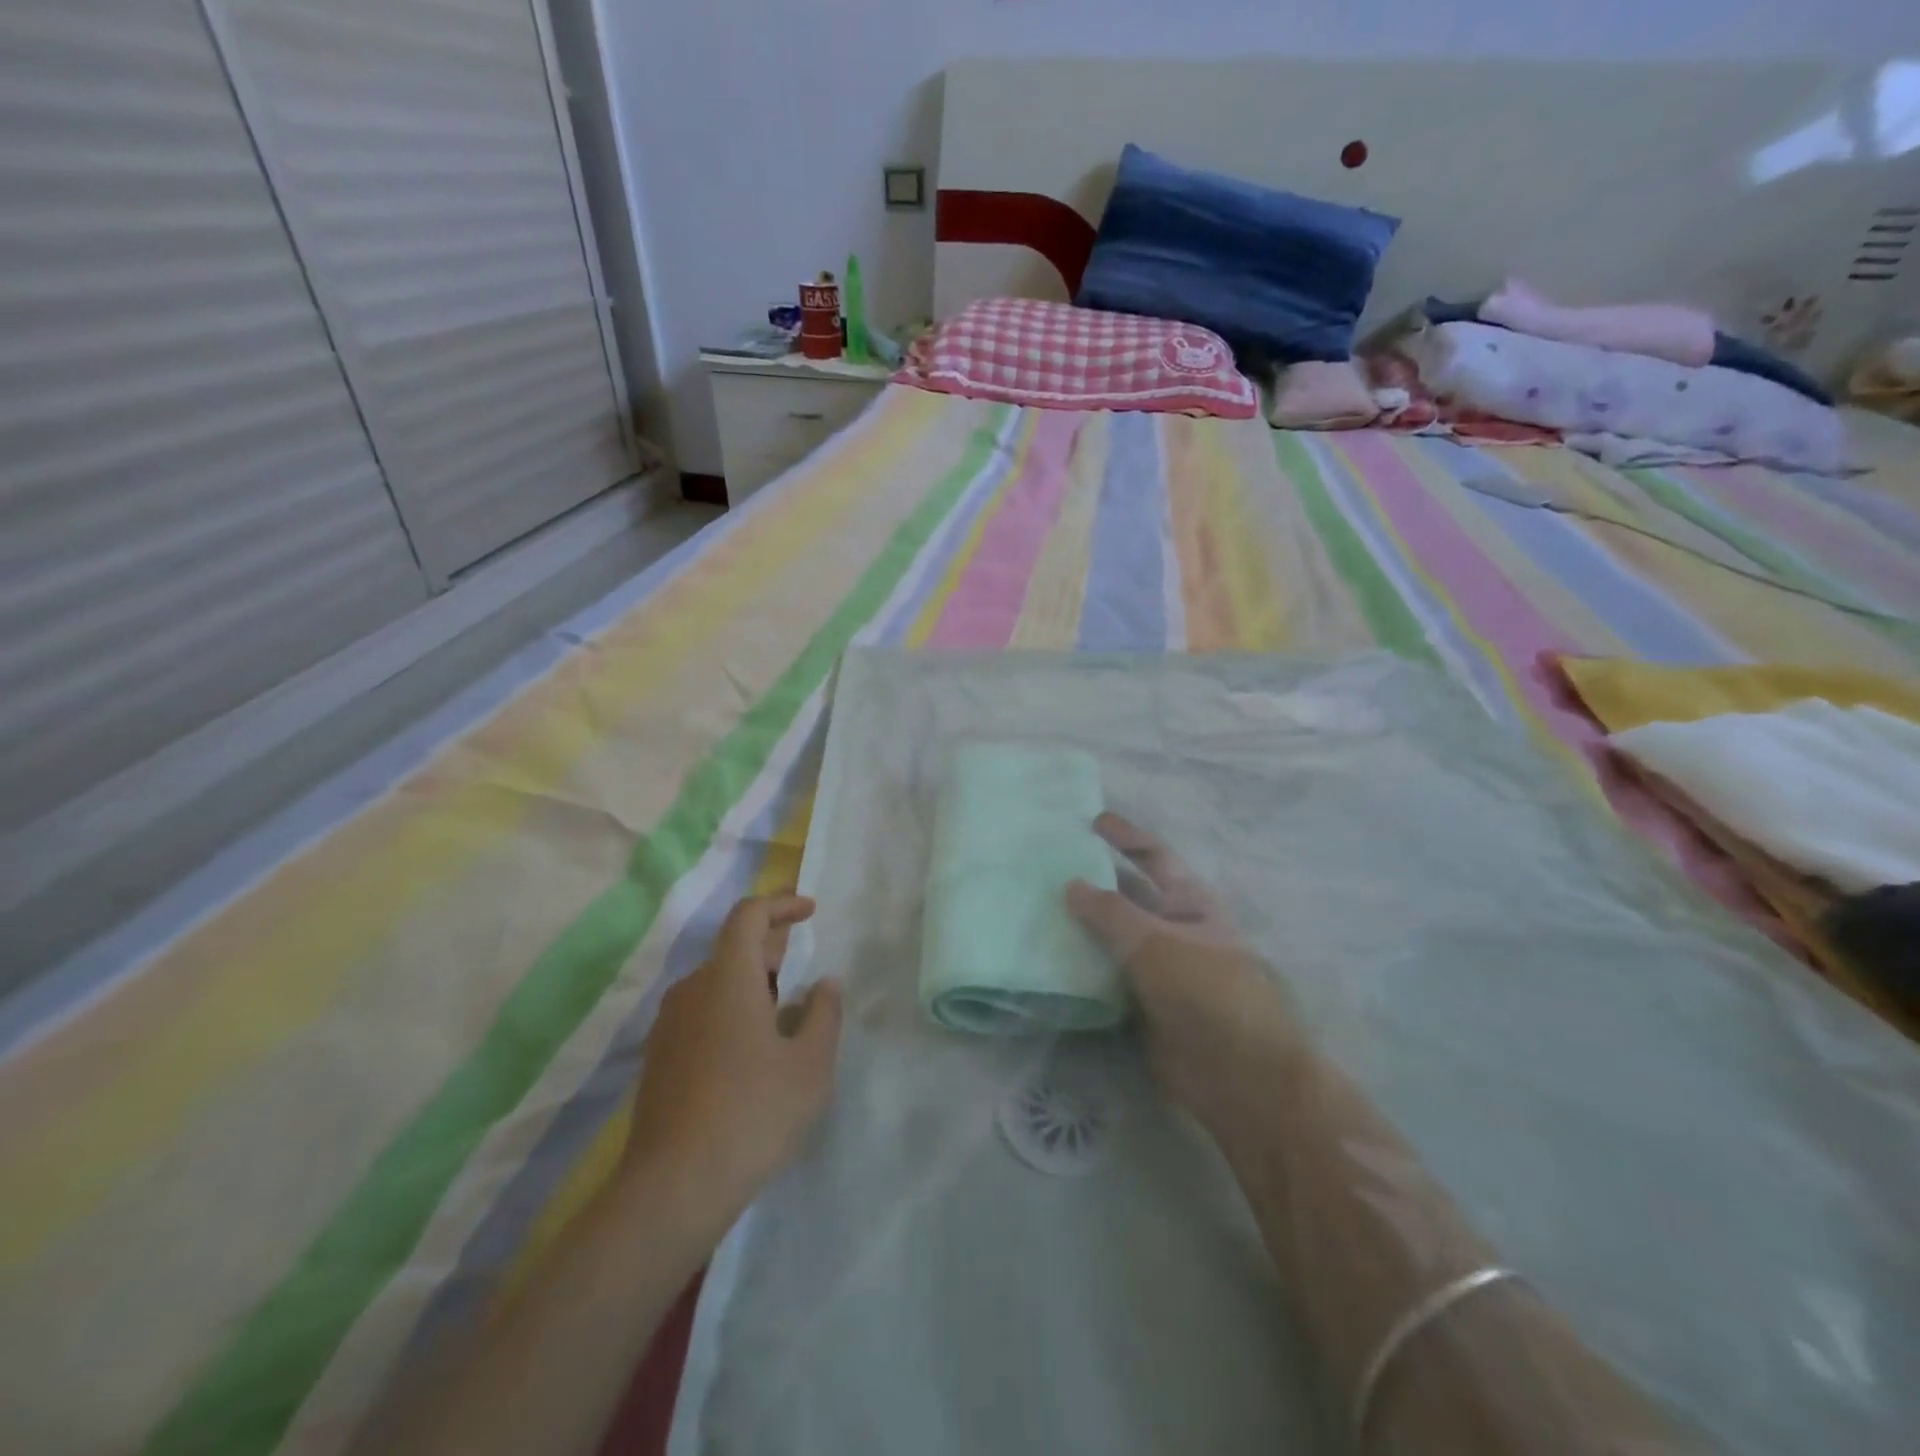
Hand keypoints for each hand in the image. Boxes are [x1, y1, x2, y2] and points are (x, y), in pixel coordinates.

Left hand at [623, 895, 842, 1230]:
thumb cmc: (753, 1114)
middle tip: (802, 960)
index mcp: (728, 978)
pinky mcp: (659, 1058)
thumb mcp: (810, 1065)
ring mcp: (669, 1025)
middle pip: (731, 947)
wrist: (673, 1188)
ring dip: (750, 980)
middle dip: (770, 945)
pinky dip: (730, 1009)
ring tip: (782, 1007)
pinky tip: (751, 1048)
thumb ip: (823, 1015)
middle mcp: (692, 990)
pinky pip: (700, 1012)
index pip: (748, 915)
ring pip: (715, 982)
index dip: (781, 904)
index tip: (810, 911)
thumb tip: (825, 984)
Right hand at [1067, 814, 1301, 1130]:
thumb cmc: (1205, 991)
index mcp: (1189, 902)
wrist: (1236, 1074)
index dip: (1126, 836)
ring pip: (1110, 937)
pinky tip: (1045, 958)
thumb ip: (1110, 912)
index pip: (1154, 857)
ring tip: (1034, 908)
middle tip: (1046, 867)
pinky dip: (1079, 966)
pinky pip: (1103, 975)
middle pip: (1127, 895)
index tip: (1091, 820)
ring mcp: (1156, 968)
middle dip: (1093, 880)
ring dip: (1080, 925)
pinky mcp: (1139, 1003)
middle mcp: (1172, 929)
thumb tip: (1071, 884)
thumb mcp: (1156, 941)